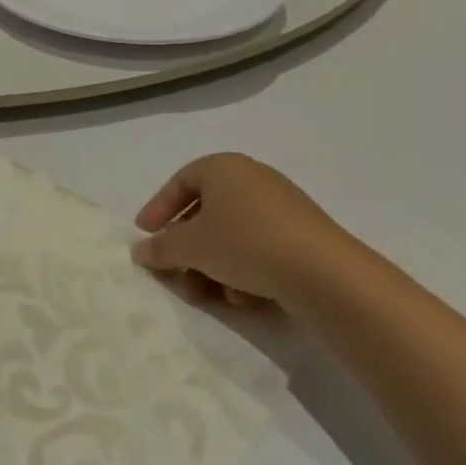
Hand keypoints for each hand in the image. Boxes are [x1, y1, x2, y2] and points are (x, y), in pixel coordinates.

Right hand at [130, 153, 371, 310]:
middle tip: (173, 271)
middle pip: (205, 212)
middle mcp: (252, 178)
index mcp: (223, 167)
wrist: (325, 273)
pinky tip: (244, 297)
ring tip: (207, 294)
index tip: (144, 234)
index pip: (179, 183)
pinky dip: (244, 269)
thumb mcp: (190, 247)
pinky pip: (259, 247)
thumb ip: (160, 248)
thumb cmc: (245, 244)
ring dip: (212, 265)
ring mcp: (282, 206)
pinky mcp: (303, 234)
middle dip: (186, 248)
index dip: (158, 209)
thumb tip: (140, 251)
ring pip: (231, 235)